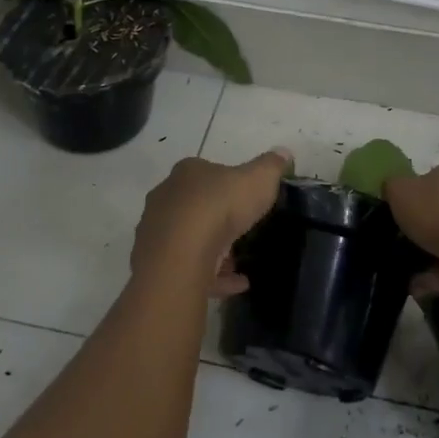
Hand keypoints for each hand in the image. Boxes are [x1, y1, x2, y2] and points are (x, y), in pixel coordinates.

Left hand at [131, 149, 291, 295]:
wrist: (181, 255)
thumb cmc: (220, 207)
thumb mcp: (258, 179)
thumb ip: (271, 166)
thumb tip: (283, 152)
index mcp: (187, 173)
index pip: (206, 171)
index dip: (226, 184)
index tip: (245, 198)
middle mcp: (166, 197)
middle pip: (194, 205)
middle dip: (217, 218)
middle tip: (242, 231)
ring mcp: (156, 232)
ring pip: (187, 238)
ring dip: (212, 250)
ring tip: (239, 263)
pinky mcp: (155, 264)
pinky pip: (188, 268)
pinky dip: (211, 277)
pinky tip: (236, 285)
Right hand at [384, 156, 438, 295]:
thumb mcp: (400, 192)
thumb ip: (393, 186)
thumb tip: (395, 190)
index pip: (438, 175)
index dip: (419, 194)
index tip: (406, 214)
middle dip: (432, 224)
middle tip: (409, 240)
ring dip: (438, 252)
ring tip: (412, 272)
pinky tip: (423, 285)